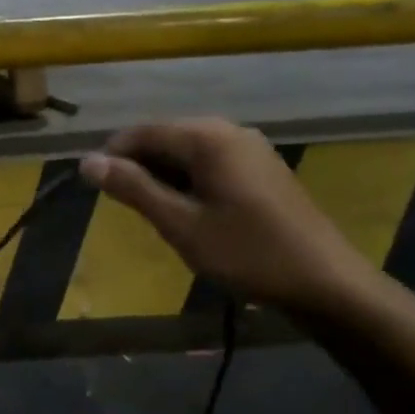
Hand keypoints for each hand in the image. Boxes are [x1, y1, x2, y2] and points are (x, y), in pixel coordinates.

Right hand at [79, 119, 380, 315]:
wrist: (326, 282)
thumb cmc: (247, 253)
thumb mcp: (181, 224)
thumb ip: (133, 188)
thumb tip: (88, 161)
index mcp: (207, 137)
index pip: (142, 132)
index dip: (112, 156)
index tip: (92, 188)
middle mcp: (228, 131)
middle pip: (166, 137)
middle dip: (138, 167)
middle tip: (124, 208)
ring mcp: (250, 148)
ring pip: (188, 151)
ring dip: (163, 176)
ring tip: (154, 214)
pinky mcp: (262, 168)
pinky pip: (210, 162)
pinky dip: (189, 181)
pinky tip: (189, 212)